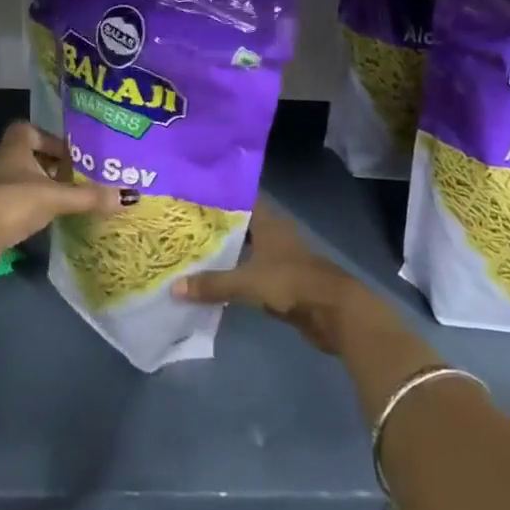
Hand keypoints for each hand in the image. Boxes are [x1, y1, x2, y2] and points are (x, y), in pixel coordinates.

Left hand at [0, 122, 120, 284]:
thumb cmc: (11, 203)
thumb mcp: (55, 198)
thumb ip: (89, 197)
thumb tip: (129, 196)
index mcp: (14, 149)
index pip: (27, 130)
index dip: (49, 138)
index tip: (70, 153)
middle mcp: (1, 165)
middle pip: (28, 157)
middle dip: (52, 166)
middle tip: (79, 178)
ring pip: (22, 184)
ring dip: (42, 190)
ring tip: (70, 201)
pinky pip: (16, 208)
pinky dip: (32, 212)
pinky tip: (49, 223)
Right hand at [172, 201, 395, 355]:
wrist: (334, 312)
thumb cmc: (292, 282)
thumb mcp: (248, 281)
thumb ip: (213, 284)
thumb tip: (174, 287)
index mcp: (268, 222)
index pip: (240, 199)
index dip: (217, 197)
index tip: (189, 196)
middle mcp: (273, 234)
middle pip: (240, 225)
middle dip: (214, 227)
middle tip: (181, 227)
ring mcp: (279, 258)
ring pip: (244, 250)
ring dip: (223, 253)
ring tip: (190, 254)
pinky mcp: (281, 282)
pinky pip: (250, 274)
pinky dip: (233, 276)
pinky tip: (212, 282)